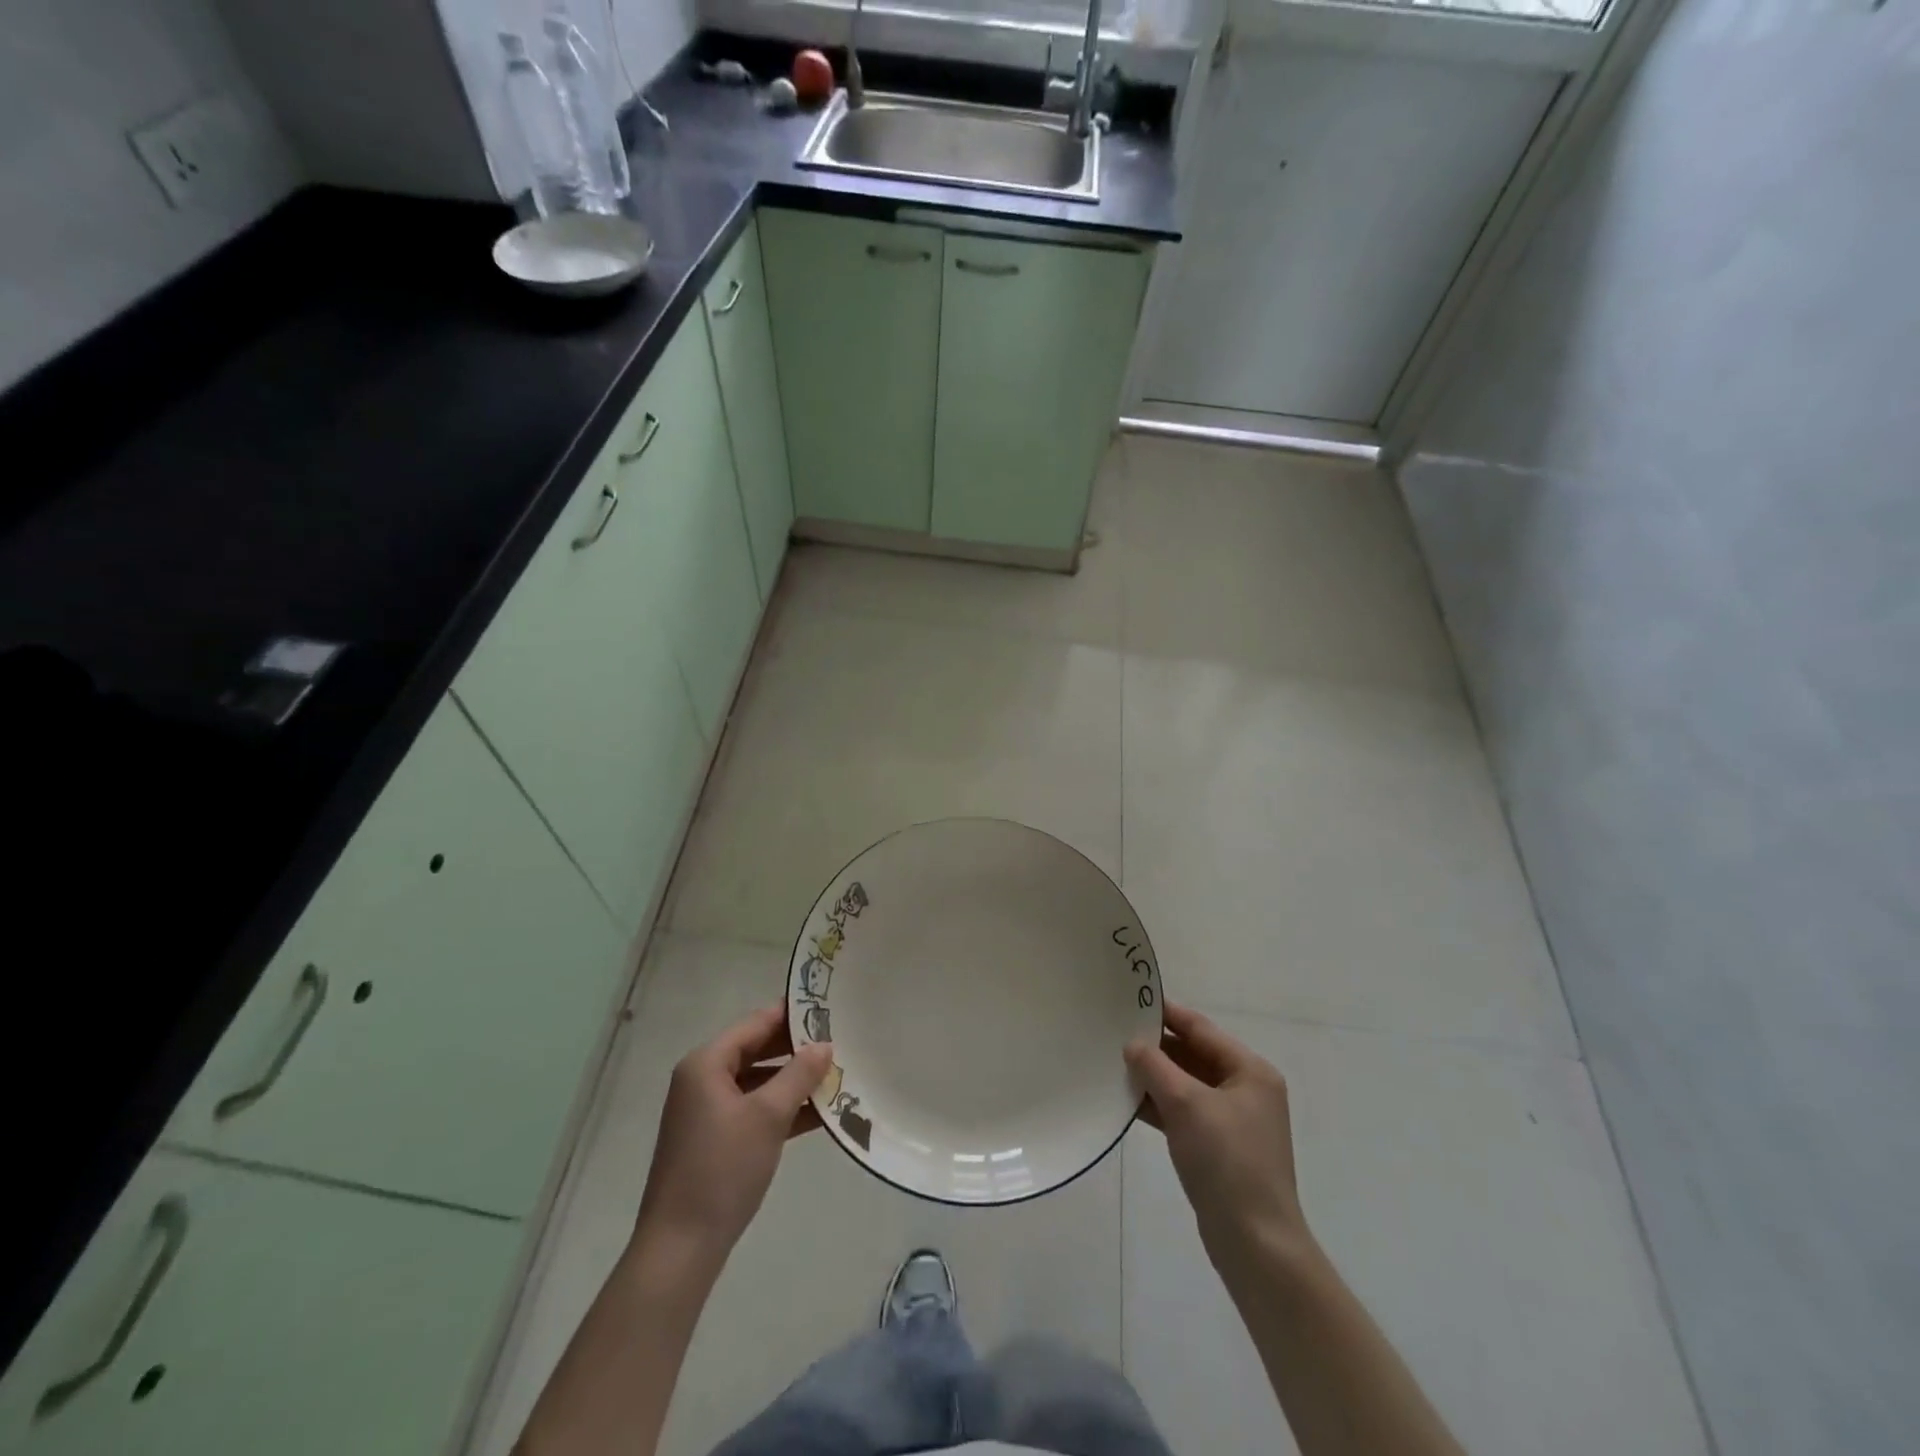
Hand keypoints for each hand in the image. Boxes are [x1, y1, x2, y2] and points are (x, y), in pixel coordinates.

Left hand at [634, 1003, 832, 1260]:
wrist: (680, 1249)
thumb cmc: (722, 1169)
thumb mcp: (768, 1116)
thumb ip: (799, 1074)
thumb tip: (825, 1044)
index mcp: (706, 1063)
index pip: (756, 1023)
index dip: (792, 1014)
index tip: (829, 1007)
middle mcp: (703, 1079)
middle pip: (756, 1049)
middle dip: (797, 1048)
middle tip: (840, 1039)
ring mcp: (707, 1111)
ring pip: (758, 1081)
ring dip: (794, 1080)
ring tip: (837, 1073)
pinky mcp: (715, 1140)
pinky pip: (754, 1109)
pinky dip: (782, 1108)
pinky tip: (819, 1113)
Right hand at [1126, 1001, 1313, 1274]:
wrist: (1254, 1243)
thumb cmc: (1226, 1161)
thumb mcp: (1186, 1104)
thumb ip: (1155, 1066)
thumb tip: (1133, 1044)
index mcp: (1250, 1070)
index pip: (1200, 1028)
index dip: (1166, 1013)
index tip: (1130, 999)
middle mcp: (1245, 1089)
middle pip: (1193, 1054)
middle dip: (1156, 1047)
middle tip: (1114, 1032)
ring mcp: (1232, 1120)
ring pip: (1185, 1084)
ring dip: (1154, 1076)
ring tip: (1113, 1063)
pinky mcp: (1217, 1147)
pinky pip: (1183, 1112)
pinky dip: (1159, 1104)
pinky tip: (1127, 1100)